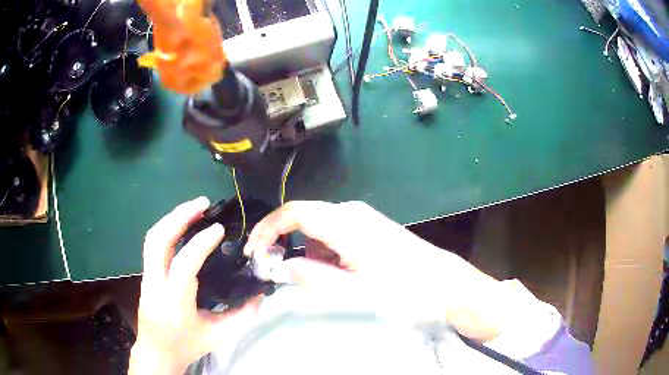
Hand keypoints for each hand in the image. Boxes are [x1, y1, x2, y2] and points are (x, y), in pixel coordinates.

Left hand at [129, 197, 260, 374]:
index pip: (183, 267)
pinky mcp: (146, 274)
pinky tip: (182, 224)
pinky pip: (153, 244)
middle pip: (158, 242)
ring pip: (152, 239)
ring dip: (172, 218)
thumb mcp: (220, 336)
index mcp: (175, 306)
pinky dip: (168, 228)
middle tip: (202, 204)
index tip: (218, 229)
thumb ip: (243, 315)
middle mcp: (155, 287)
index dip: (200, 244)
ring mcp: (146, 278)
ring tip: (194, 208)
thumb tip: (260, 292)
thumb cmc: (188, 345)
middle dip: (178, 217)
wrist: (157, 351)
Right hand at [245, 200, 444, 280]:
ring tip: (316, 278)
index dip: (267, 229)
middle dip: (285, 243)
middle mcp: (350, 213)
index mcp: (344, 223)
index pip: (293, 213)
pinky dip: (325, 251)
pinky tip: (336, 271)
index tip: (254, 251)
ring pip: (318, 227)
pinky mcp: (369, 227)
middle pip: (303, 218)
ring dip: (307, 250)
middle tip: (277, 270)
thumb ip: (310, 276)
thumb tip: (278, 267)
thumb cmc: (401, 289)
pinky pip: (334, 233)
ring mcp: (362, 218)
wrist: (442, 284)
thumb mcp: (351, 290)